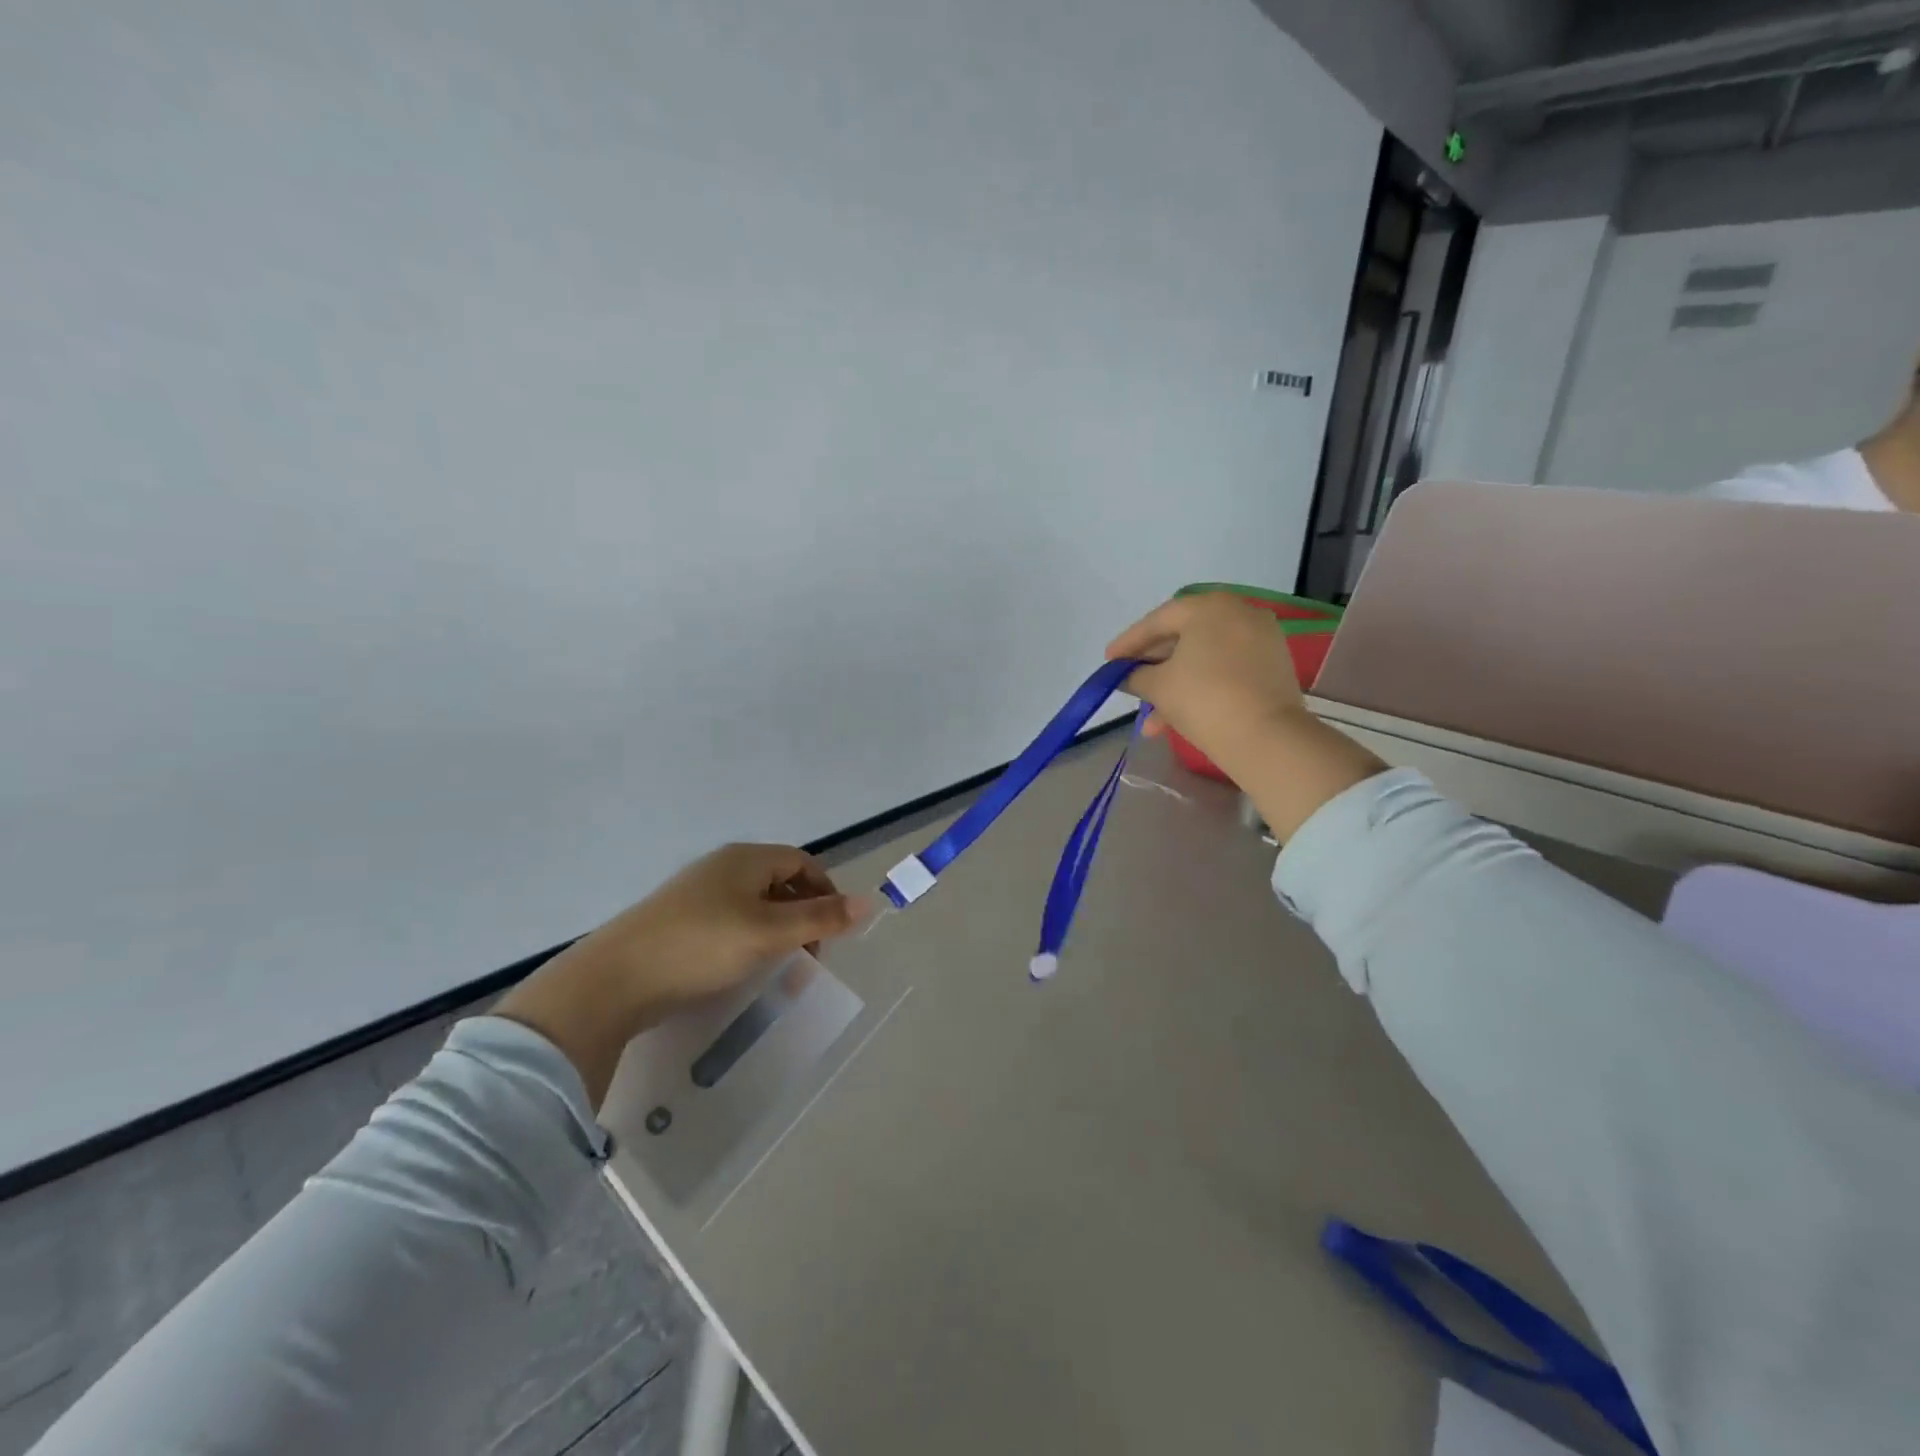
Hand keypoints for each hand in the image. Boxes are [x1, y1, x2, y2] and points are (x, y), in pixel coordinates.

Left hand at [496, 844, 866, 1107]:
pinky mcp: (678, 921)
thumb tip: (870, 902)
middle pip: (780, 883)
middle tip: (807, 958)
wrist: (613, 981)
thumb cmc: (701, 947)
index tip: (832, 933)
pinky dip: (747, 942)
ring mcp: (696, 894)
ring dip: (776, 933)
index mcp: (746, 859)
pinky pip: (729, 923)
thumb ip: (820, 918)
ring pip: (754, 906)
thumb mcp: (769, 933)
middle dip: (802, 917)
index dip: (825, 893)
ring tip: (777, 970)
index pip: (802, 863)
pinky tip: (739, 970)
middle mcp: (722, 868)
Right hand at [1106, 594, 1310, 775]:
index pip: (1158, 620)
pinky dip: (1201, 687)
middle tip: (1129, 682)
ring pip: (1204, 658)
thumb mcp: (1158, 686)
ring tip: (1150, 718)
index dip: (1129, 642)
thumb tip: (1127, 675)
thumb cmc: (1204, 699)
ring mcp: (1260, 639)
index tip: (1109, 661)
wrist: (1266, 738)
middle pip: (1183, 637)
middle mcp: (1239, 613)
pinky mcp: (1273, 666)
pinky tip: (1177, 717)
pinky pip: (1225, 670)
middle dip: (1153, 665)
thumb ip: (1135, 676)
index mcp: (1209, 607)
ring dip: (1174, 684)